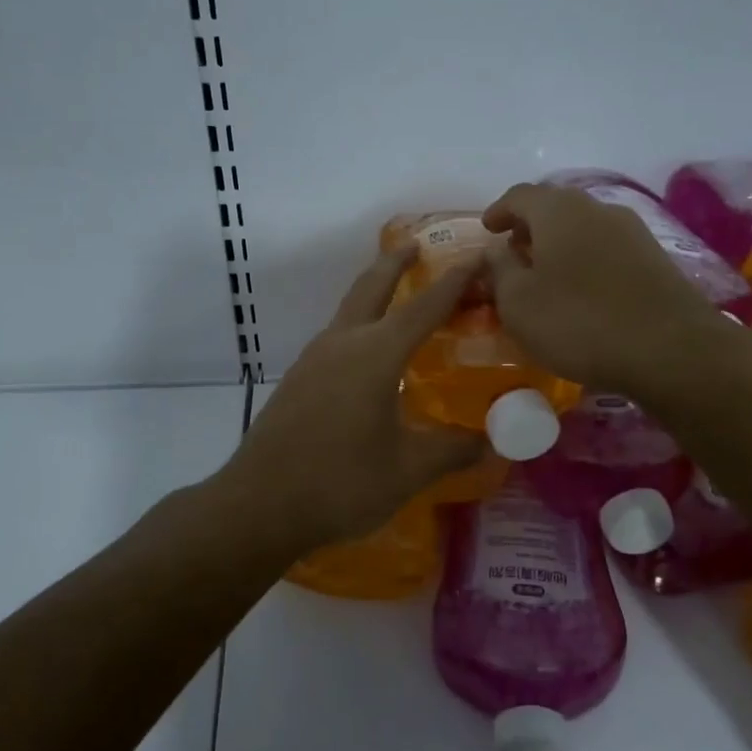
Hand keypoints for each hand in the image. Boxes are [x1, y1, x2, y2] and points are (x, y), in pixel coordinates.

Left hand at [219, 246, 488, 556]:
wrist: (258, 505)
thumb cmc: (340, 483)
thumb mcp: (408, 470)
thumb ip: (453, 451)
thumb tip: (492, 445)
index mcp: (375, 355)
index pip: (424, 307)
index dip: (454, 281)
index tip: (476, 256)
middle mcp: (342, 344)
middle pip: (371, 287)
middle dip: (396, 262)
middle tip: (418, 245)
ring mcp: (313, 359)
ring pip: (349, 310)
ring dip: (374, 293)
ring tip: (398, 297)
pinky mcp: (297, 380)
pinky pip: (336, 337)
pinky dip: (358, 325)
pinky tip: (368, 355)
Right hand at [483, 182, 714, 397]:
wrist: (671, 350)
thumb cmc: (579, 322)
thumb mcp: (518, 302)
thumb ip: (499, 269)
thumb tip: (496, 250)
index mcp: (559, 210)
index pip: (520, 195)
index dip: (499, 211)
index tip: (487, 229)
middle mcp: (598, 209)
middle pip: (555, 208)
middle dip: (530, 227)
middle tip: (513, 253)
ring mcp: (633, 232)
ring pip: (584, 228)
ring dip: (559, 245)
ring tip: (545, 275)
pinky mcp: (655, 259)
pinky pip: (607, 249)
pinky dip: (585, 261)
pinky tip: (581, 291)